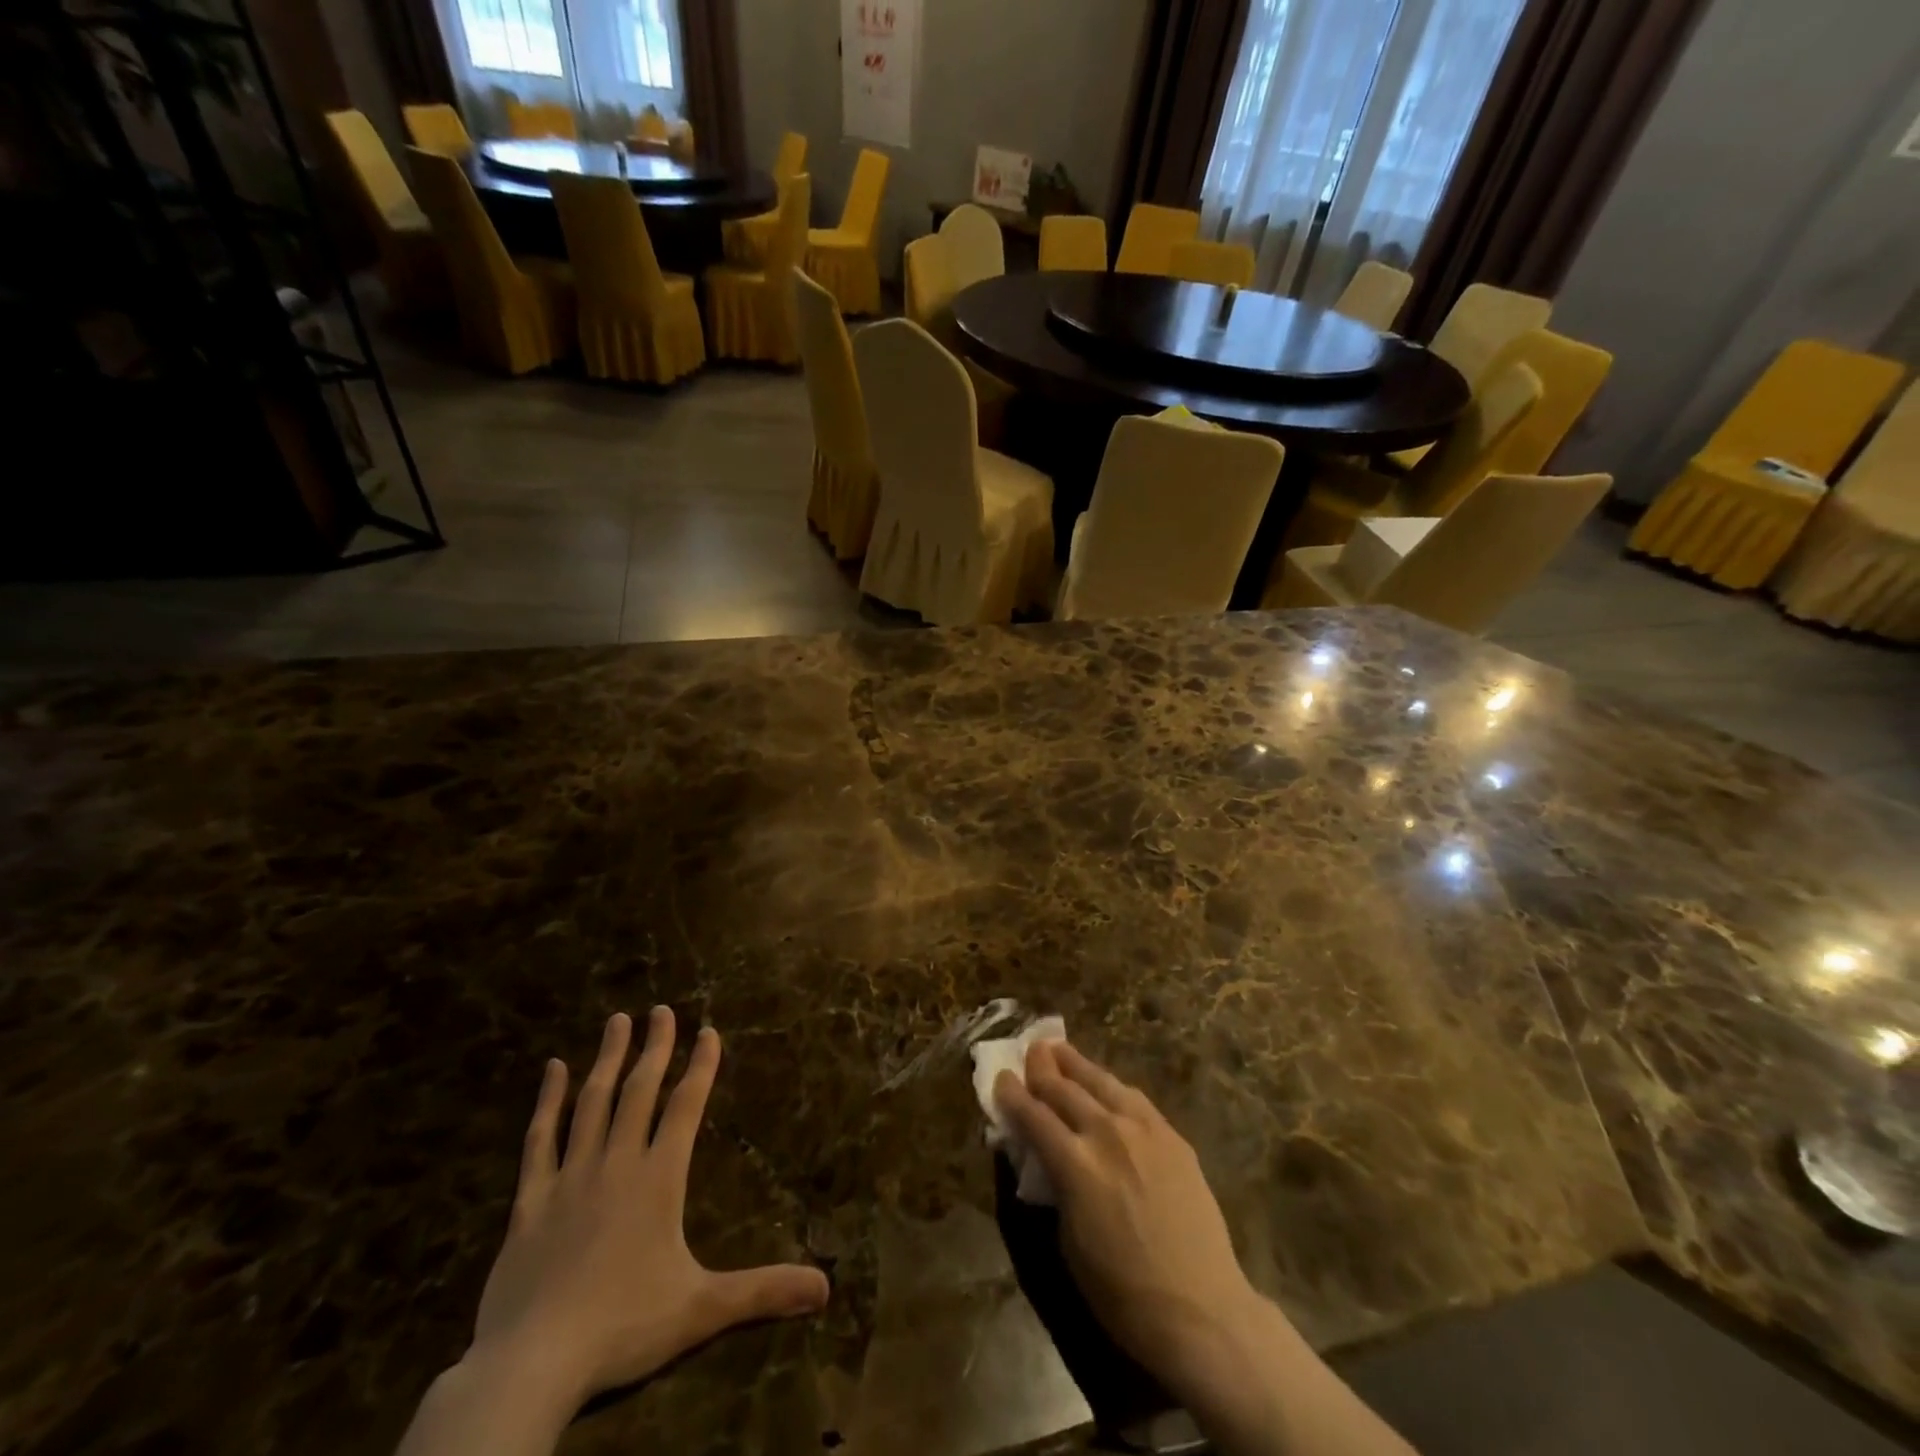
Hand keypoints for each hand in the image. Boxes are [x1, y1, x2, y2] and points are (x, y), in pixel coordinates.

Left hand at [469, 1009, 829, 1408]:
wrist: (531, 1365)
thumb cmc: (623, 1328)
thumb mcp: (702, 1310)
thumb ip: (762, 1292)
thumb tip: (826, 1289)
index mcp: (659, 1178)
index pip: (686, 1106)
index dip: (701, 1065)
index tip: (708, 1030)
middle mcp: (617, 1163)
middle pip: (640, 1091)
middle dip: (655, 1047)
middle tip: (661, 1009)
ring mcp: (570, 1177)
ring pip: (592, 1103)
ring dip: (608, 1059)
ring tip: (618, 1020)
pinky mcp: (530, 1201)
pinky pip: (539, 1140)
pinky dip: (547, 1101)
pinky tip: (553, 1069)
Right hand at [992, 1041, 1265, 1404]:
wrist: (1201, 1309)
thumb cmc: (1122, 1292)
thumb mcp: (1068, 1241)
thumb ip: (1054, 1184)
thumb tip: (1043, 1154)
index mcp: (1075, 1163)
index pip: (1033, 1115)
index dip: (1013, 1094)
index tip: (1001, 1076)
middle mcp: (1106, 1133)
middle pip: (1065, 1089)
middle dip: (1042, 1068)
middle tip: (1030, 1049)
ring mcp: (1143, 1129)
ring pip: (1101, 1082)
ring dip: (1076, 1064)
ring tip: (1061, 1049)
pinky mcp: (1171, 1135)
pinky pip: (1134, 1098)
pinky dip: (1111, 1086)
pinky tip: (1106, 1084)